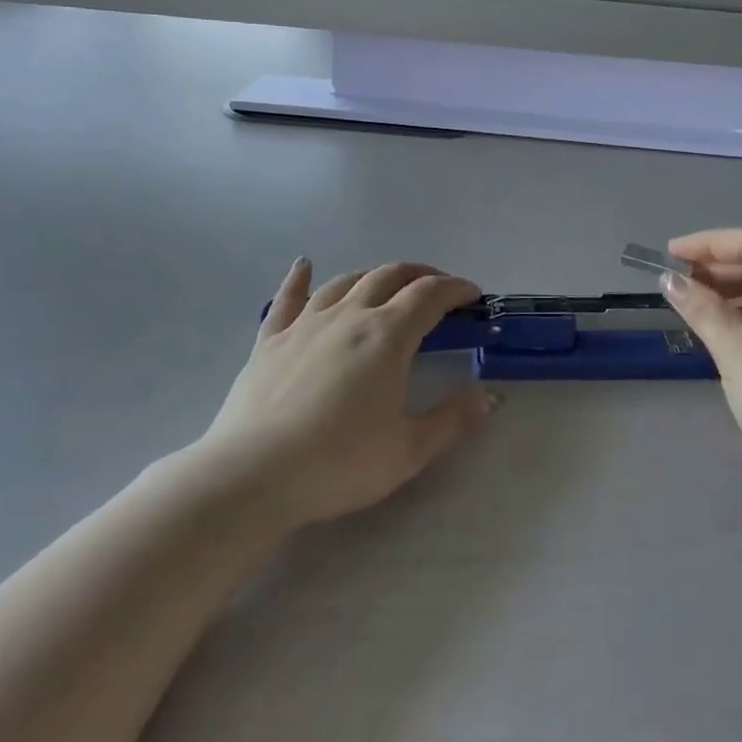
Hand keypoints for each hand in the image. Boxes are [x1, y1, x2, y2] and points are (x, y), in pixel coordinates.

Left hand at [201, 259, 494, 525]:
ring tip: (387, 285)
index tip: (472, 295)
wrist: (252, 476)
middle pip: (390, 276)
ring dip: (374, 275)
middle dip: (421, 274)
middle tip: (438, 289)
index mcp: (387, 336)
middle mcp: (349, 315)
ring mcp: (305, 323)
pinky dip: (300, 278)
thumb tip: (490, 397)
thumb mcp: (408, 450)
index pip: (430, 295)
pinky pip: (288, 297)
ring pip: (346, 281)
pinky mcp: (270, 339)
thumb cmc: (338, 463)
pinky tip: (304, 265)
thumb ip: (453, 420)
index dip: (456, 288)